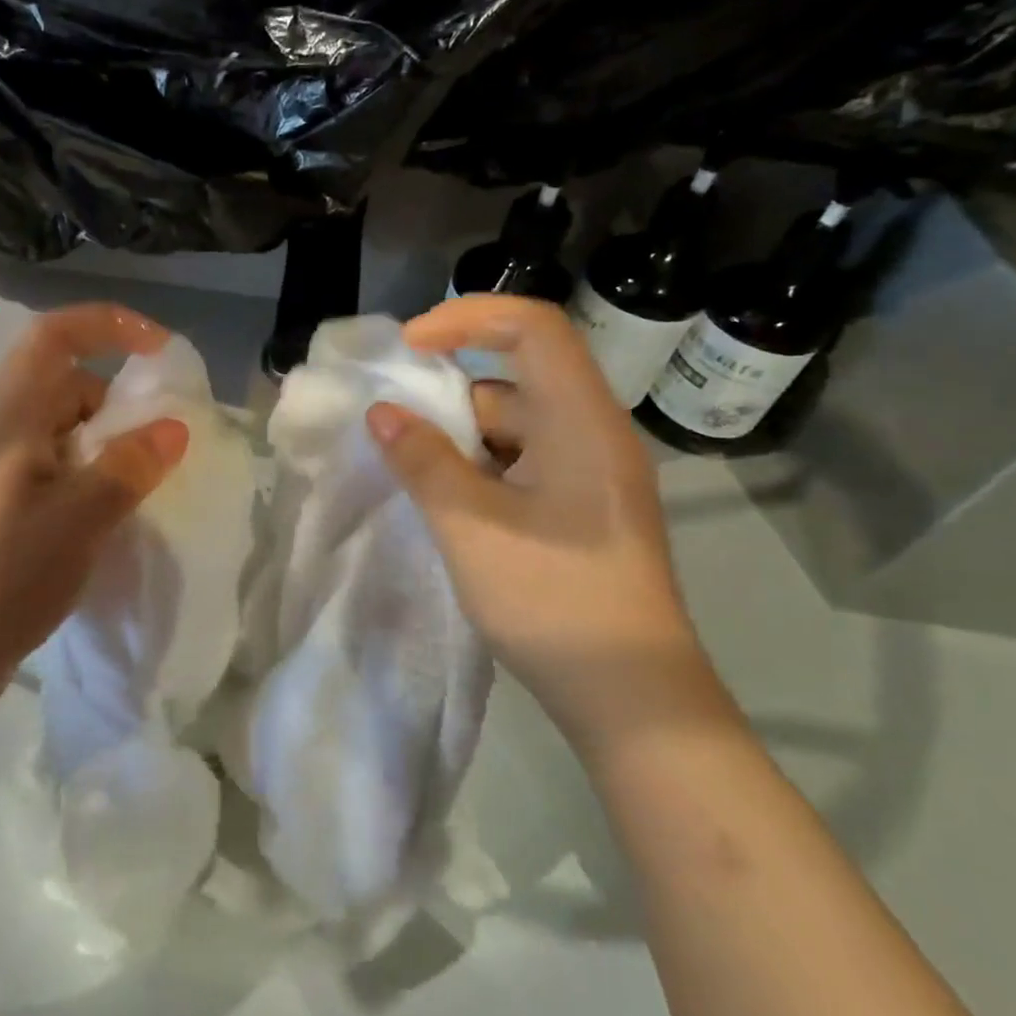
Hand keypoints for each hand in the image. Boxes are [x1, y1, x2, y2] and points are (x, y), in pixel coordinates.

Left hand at [0, 304, 188, 715]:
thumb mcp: (78, 517)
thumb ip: (129, 467)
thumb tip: (173, 428)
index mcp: (11, 413)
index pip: (57, 335)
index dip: (111, 326)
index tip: (161, 354)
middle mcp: (0, 433)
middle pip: (69, 389)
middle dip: (122, 407)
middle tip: (162, 452)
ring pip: (66, 439)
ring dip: (109, 454)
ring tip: (142, 498)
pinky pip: (56, 478)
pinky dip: (90, 488)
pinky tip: (109, 529)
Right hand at [366, 295, 714, 743]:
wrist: (632, 697)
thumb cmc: (553, 600)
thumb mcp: (471, 526)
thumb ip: (423, 461)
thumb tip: (383, 414)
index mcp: (580, 420)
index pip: (532, 327)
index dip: (467, 318)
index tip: (409, 348)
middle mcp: (593, 433)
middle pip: (517, 378)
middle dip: (449, 393)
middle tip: (393, 425)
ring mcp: (591, 474)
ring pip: (516, 427)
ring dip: (460, 438)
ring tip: (409, 470)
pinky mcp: (583, 509)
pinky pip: (524, 463)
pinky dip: (480, 469)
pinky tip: (445, 502)